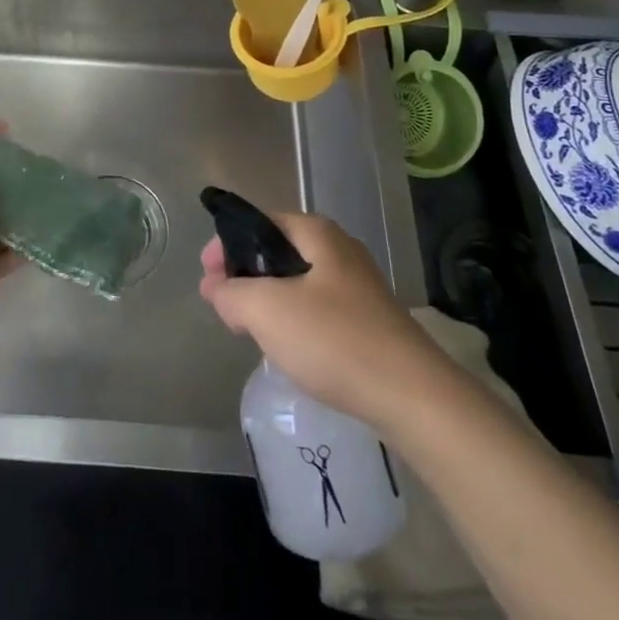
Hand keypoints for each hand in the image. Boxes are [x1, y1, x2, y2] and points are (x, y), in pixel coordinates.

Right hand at [199, 211, 445, 430]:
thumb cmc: (334, 339)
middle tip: (223, 306)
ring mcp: (357, 287)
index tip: (207, 277)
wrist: (412, 396)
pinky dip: (293, 322)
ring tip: (247, 329)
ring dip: (267, 301)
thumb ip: (231, 293)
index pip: (259, 223)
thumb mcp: (267, 310)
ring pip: (296, 283)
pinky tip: (286, 349)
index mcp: (317, 233)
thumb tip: (215, 288)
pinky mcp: (368, 321)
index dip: (227, 245)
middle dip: (245, 275)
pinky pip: (317, 310)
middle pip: (277, 252)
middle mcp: (339, 250)